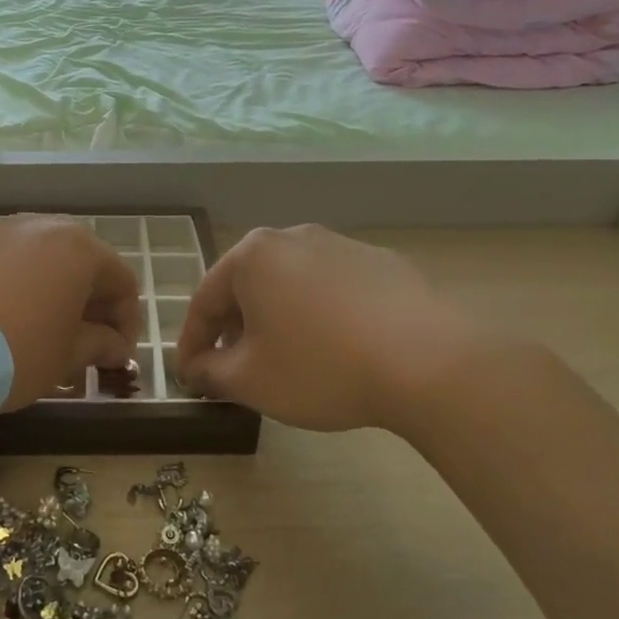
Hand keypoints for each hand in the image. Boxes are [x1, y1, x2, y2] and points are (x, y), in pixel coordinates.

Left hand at [0, 217, 140, 410]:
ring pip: (29, 259)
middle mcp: (37, 226)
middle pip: (75, 262)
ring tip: (30, 329)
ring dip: (40, 290)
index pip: (121, 280)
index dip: (126, 320)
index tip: (117, 355)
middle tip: (80, 341)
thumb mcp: (66, 357)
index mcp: (77, 248)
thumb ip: (98, 345)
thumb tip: (114, 347)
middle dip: (84, 302)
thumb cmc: (16, 350)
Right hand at [176, 225, 497, 433]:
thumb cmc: (321, 367)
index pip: (204, 301)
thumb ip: (211, 372)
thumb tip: (196, 369)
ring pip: (291, 283)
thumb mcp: (250, 381)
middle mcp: (292, 237)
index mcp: (252, 257)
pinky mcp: (383, 262)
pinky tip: (336, 346)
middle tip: (231, 366)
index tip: (189, 374)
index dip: (192, 342)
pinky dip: (320, 313)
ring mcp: (341, 245)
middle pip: (247, 285)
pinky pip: (333, 288)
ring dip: (276, 317)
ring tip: (284, 357)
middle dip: (234, 327)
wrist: (429, 361)